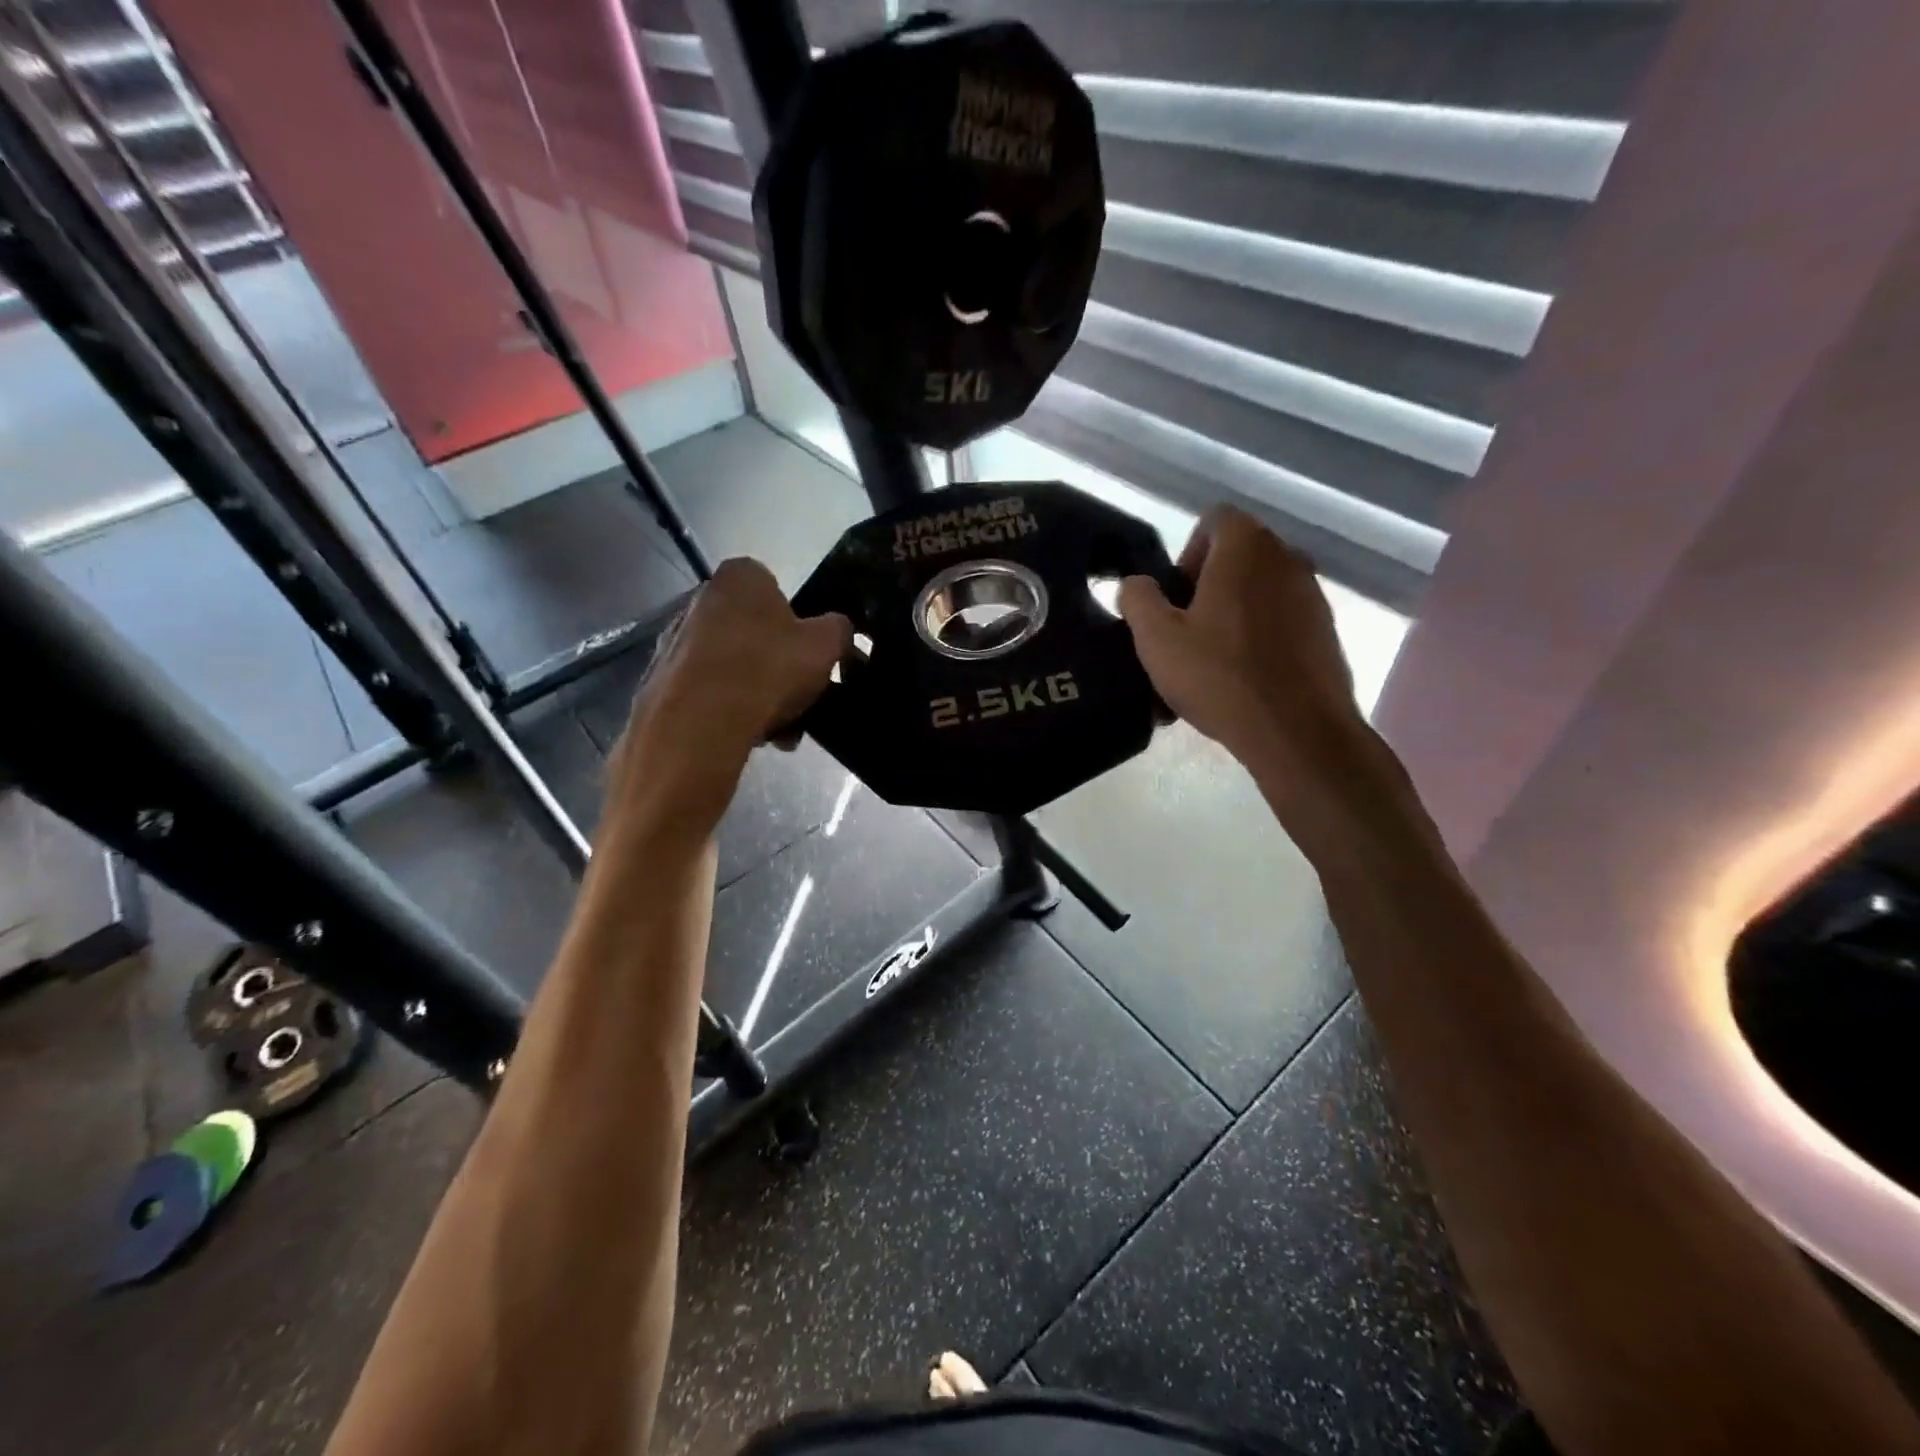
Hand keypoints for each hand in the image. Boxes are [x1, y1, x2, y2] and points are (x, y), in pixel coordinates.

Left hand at [612, 558, 849, 825]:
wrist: (698, 725)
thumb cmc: (768, 670)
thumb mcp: (826, 646)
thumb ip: (840, 630)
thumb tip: (839, 630)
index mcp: (740, 576)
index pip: (777, 590)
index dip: (799, 626)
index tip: (809, 659)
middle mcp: (699, 598)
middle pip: (754, 632)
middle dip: (778, 667)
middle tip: (799, 700)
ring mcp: (674, 639)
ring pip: (732, 665)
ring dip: (758, 694)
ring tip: (779, 731)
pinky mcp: (660, 680)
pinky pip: (707, 691)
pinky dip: (729, 710)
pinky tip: (749, 736)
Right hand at [1119, 509, 1391, 827]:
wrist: (1296, 731)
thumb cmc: (1219, 675)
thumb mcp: (1156, 638)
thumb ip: (1137, 599)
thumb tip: (1135, 584)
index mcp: (1246, 547)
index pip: (1215, 520)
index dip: (1187, 553)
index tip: (1176, 600)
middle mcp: (1287, 558)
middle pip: (1237, 557)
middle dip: (1206, 586)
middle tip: (1186, 632)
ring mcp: (1313, 595)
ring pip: (1259, 591)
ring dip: (1232, 613)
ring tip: (1212, 661)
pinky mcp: (1326, 632)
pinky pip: (1281, 621)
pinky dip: (1259, 637)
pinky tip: (1243, 679)